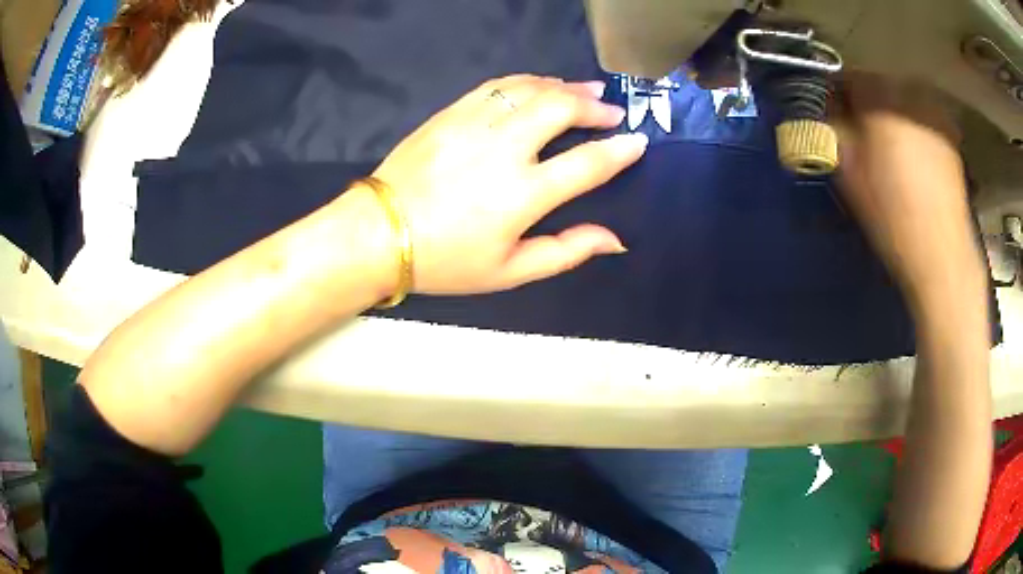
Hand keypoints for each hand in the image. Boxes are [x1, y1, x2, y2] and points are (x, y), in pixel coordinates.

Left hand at [369, 75, 646, 294]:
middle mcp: (503, 149)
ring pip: (530, 88)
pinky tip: (537, 86)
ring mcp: (474, 124)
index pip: (587, 162)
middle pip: (561, 108)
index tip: (637, 140)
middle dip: (594, 105)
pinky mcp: (450, 113)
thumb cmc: (446, 260)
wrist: (378, 234)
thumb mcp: (510, 272)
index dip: (620, 149)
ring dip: (563, 85)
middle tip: (609, 109)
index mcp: (523, 194)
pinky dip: (525, 81)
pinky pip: (496, 85)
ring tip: (583, 90)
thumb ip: (566, 252)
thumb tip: (615, 240)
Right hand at [833, 74, 984, 310]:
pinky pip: (923, 125)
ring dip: (892, 123)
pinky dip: (914, 137)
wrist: (941, 254)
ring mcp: (935, 115)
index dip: (835, 99)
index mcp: (879, 93)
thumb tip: (818, 110)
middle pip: (877, 90)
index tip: (833, 124)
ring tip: (891, 159)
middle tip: (863, 144)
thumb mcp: (846, 168)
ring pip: (902, 107)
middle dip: (866, 110)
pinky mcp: (951, 141)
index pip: (846, 77)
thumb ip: (826, 128)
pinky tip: (916, 169)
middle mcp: (909, 91)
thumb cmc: (890, 210)